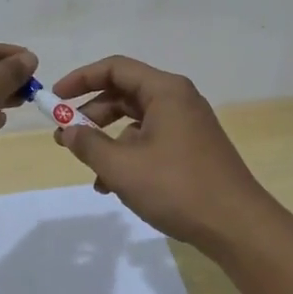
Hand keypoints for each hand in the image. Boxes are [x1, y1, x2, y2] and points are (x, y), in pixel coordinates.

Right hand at [50, 56, 272, 250]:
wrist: (237, 225)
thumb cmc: (177, 187)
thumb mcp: (123, 167)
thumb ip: (88, 144)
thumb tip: (67, 130)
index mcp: (165, 90)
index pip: (115, 68)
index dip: (81, 79)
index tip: (55, 98)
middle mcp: (178, 99)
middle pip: (125, 93)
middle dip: (91, 114)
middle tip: (64, 136)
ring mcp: (188, 125)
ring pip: (136, 121)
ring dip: (108, 141)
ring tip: (89, 170)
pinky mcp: (192, 148)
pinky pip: (151, 140)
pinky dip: (128, 155)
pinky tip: (113, 186)